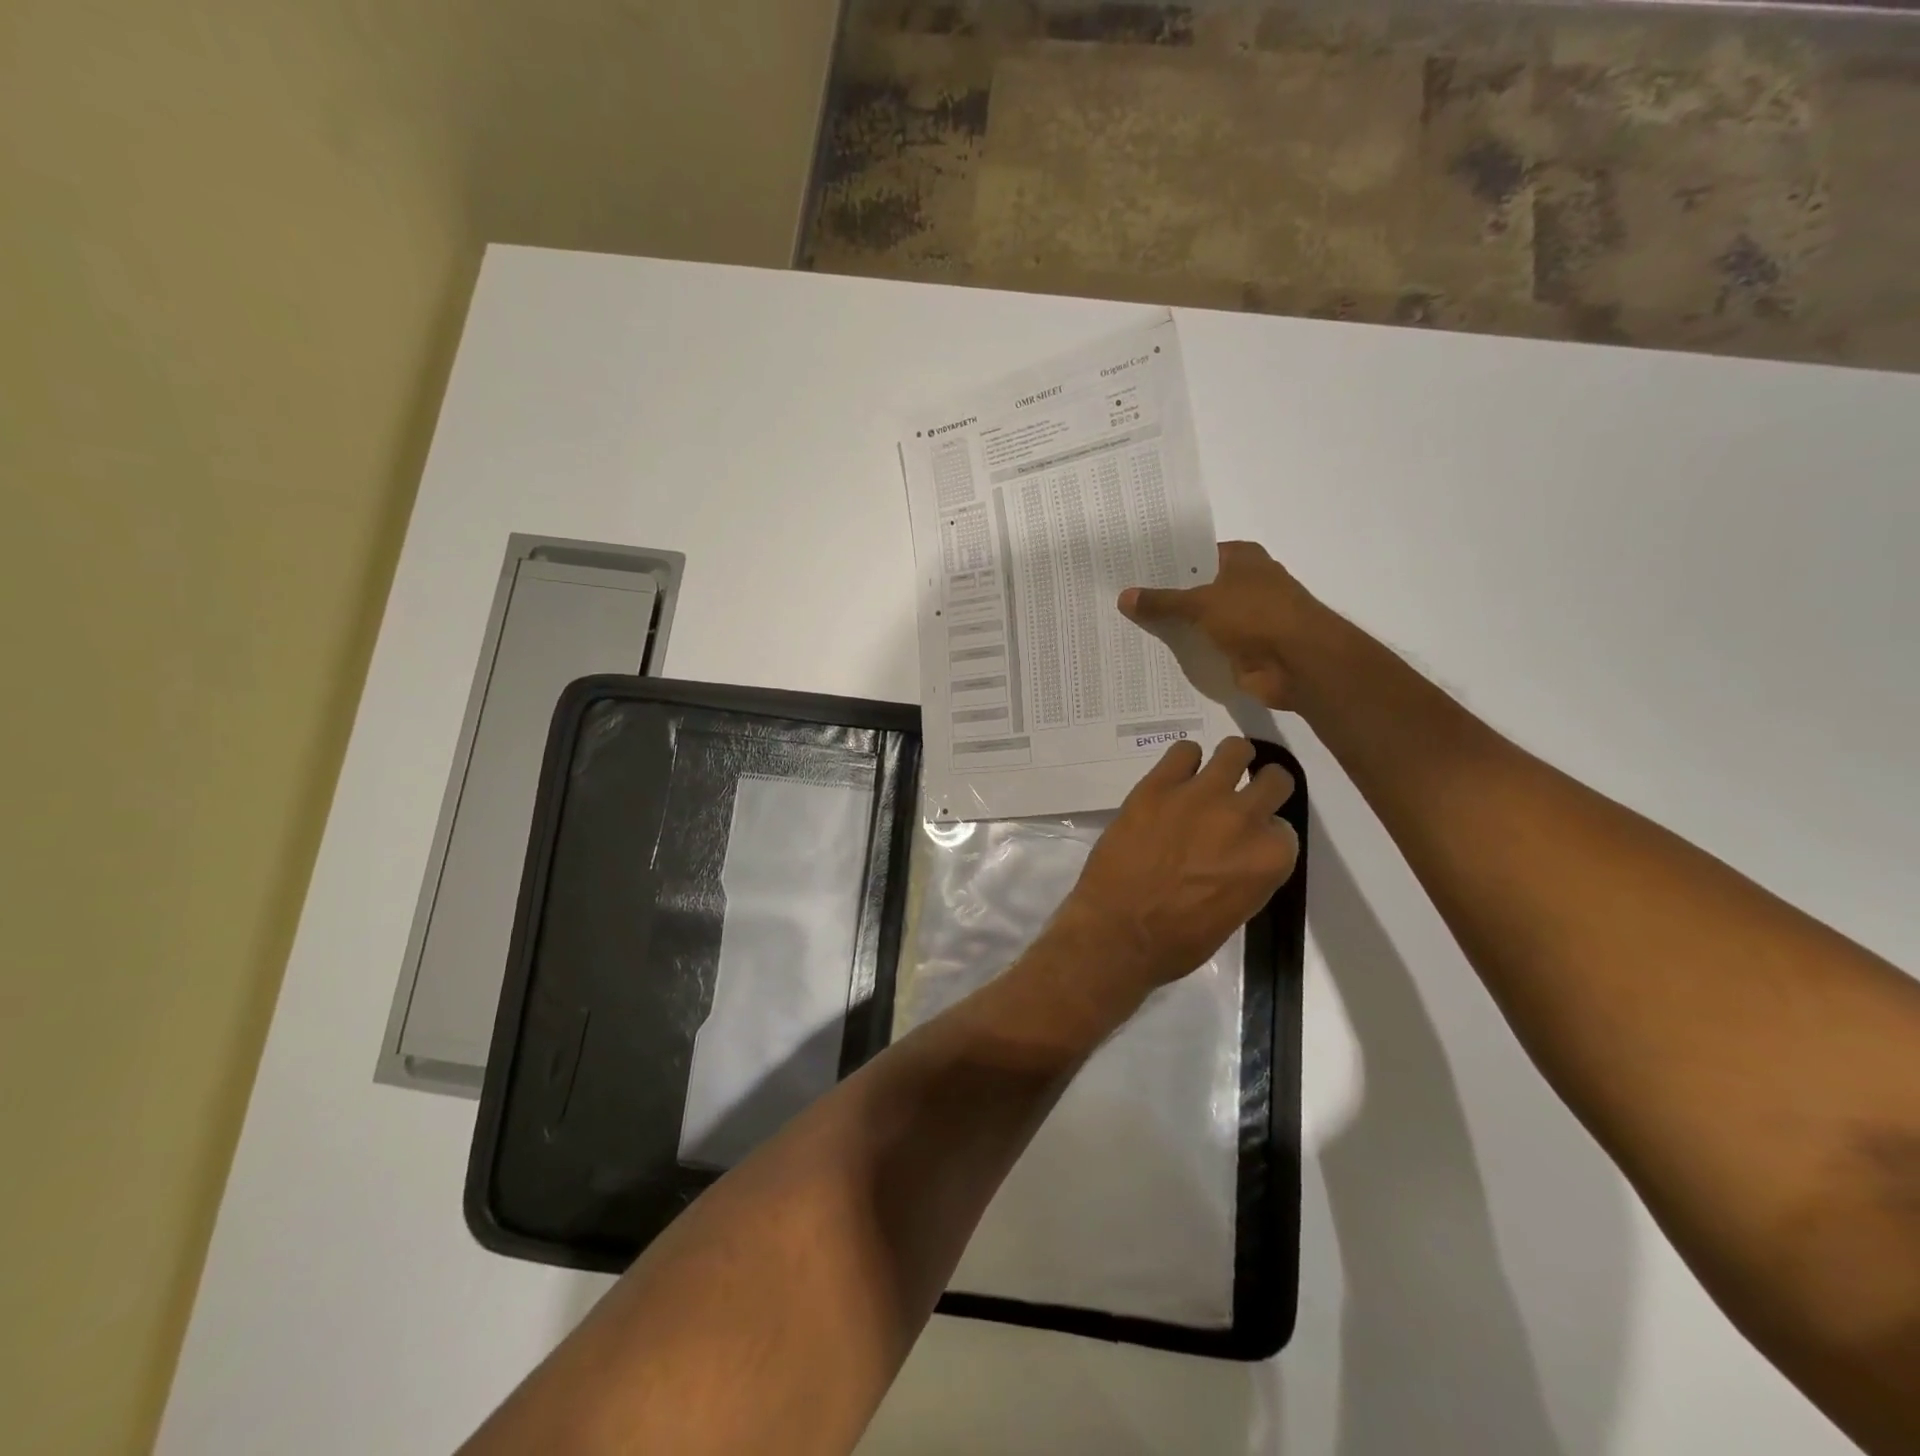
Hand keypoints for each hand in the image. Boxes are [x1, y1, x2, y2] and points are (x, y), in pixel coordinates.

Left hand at [1050, 737, 1299, 991]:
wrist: (1117, 931)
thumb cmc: (1178, 940)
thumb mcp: (1235, 912)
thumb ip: (1246, 873)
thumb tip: (1237, 852)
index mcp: (1270, 858)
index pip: (1283, 827)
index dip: (1264, 832)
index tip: (1247, 839)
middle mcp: (1244, 818)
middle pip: (1274, 779)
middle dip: (1261, 787)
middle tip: (1239, 798)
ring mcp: (1201, 795)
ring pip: (1235, 750)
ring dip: (1229, 760)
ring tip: (1212, 775)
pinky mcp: (1158, 785)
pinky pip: (1183, 750)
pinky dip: (1182, 762)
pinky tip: (1174, 777)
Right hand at [1119, 541, 1318, 709]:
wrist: (1299, 663)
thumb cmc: (1256, 615)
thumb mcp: (1202, 602)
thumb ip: (1163, 601)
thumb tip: (1123, 596)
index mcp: (1241, 558)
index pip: (1195, 554)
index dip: (1165, 562)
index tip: (1130, 570)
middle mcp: (1243, 584)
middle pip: (1194, 588)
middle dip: (1163, 596)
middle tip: (1119, 600)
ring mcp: (1242, 619)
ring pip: (1197, 620)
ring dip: (1172, 627)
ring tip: (1126, 626)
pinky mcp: (1239, 650)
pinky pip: (1203, 647)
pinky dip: (1184, 651)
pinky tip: (1150, 654)